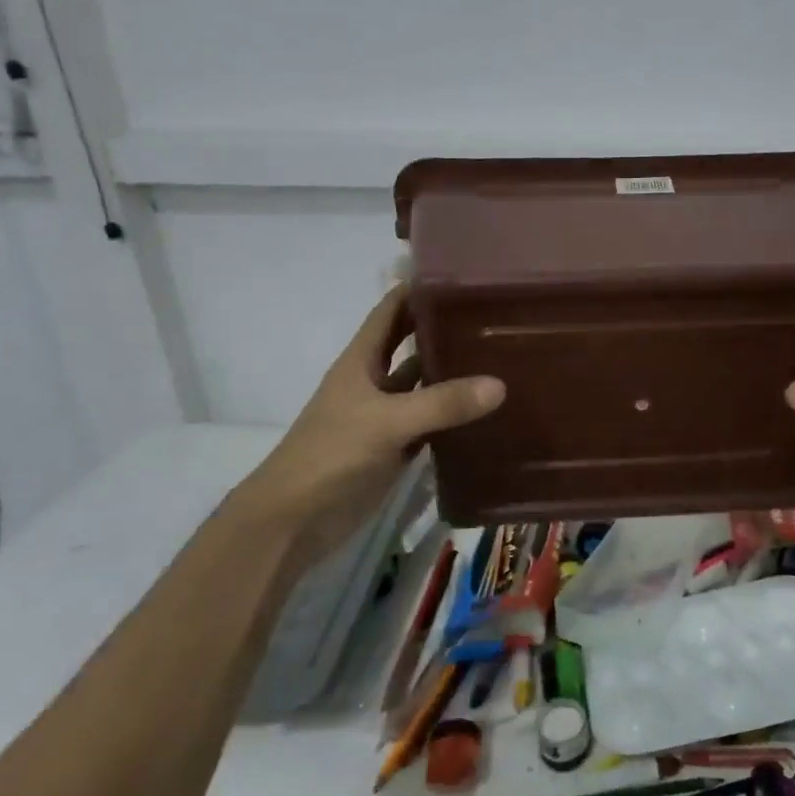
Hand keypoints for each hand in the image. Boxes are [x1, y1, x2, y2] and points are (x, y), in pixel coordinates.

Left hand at [228, 286, 503, 554]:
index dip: (418, 289)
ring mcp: (385, 416)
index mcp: (361, 360)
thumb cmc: (331, 454)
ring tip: (500, 356)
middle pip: (411, 344)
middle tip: (493, 314)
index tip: (461, 275)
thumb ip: (442, 403)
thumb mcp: (387, 422)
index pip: (390, 311)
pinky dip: (454, 415)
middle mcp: (373, 381)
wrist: (294, 520)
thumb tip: (500, 384)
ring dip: (453, 373)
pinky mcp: (395, 447)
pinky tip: (487, 409)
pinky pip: (431, 422)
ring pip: (424, 385)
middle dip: (444, 328)